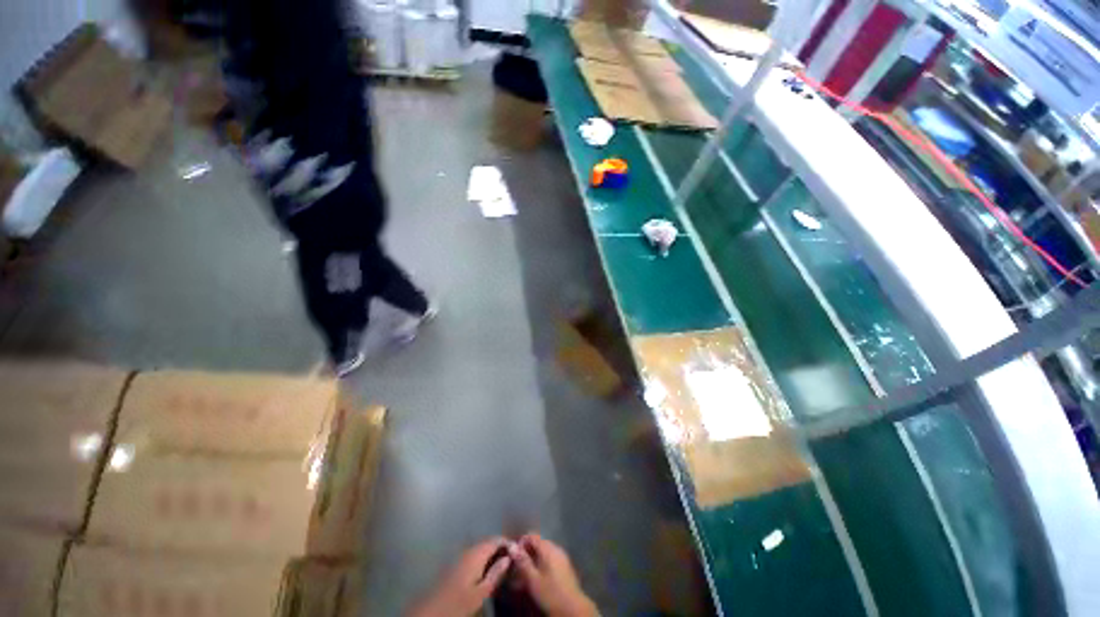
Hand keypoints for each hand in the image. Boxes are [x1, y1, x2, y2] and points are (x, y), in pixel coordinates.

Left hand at [408, 537, 511, 616]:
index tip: (519, 550)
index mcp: (476, 553)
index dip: (508, 542)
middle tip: (512, 558)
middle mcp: (468, 550)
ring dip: (492, 553)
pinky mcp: (455, 565)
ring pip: (481, 549)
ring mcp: (460, 556)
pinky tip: (487, 570)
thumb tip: (508, 557)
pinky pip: (474, 555)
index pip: (496, 539)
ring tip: (503, 564)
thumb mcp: (481, 593)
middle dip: (500, 548)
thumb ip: (495, 573)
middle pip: (488, 542)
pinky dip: (483, 559)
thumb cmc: (458, 603)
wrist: (431, 612)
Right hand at [509, 534, 598, 616]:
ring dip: (534, 557)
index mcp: (548, 548)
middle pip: (539, 542)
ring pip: (544, 551)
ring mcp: (562, 556)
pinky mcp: (565, 566)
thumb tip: (512, 546)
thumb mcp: (533, 580)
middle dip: (527, 550)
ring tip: (525, 570)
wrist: (573, 608)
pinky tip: (537, 574)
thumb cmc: (551, 593)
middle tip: (517, 563)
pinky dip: (542, 562)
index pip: (532, 536)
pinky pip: (550, 558)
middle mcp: (556, 548)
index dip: (521, 542)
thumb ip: (523, 562)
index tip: (512, 553)